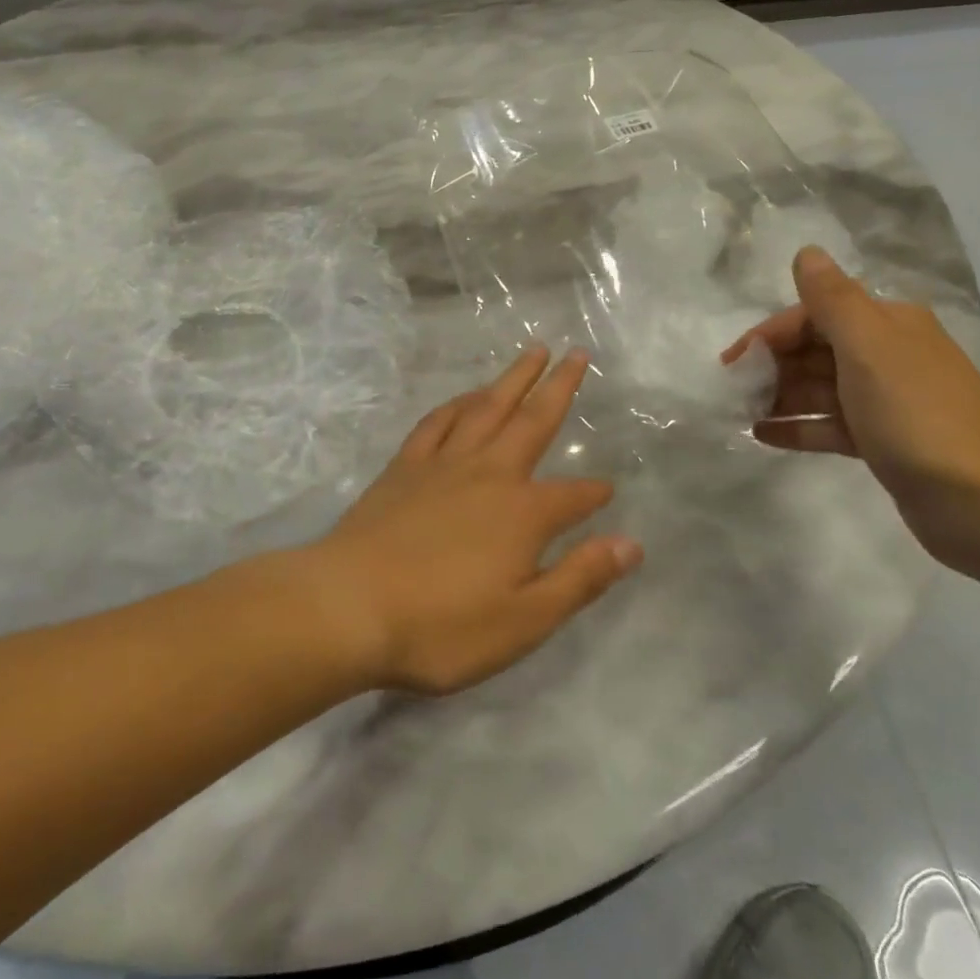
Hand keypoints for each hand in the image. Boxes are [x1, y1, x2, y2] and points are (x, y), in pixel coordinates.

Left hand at [306, 346, 640, 695]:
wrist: (348, 607)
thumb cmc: (441, 626)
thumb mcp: (524, 621)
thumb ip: (580, 578)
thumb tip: (631, 544)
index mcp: (523, 513)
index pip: (573, 496)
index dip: (594, 494)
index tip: (608, 489)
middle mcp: (489, 474)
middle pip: (533, 421)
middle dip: (559, 387)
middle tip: (577, 353)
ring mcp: (443, 465)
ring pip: (486, 408)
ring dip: (512, 378)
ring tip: (532, 352)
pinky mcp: (404, 467)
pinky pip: (437, 423)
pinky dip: (456, 403)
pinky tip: (466, 397)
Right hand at [720, 247, 979, 569]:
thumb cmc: (916, 415)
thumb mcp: (868, 348)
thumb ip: (832, 300)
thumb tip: (807, 252)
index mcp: (888, 325)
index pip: (815, 315)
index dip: (770, 334)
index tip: (733, 362)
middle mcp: (888, 355)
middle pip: (815, 350)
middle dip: (771, 366)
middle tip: (732, 392)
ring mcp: (887, 401)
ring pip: (819, 389)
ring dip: (778, 396)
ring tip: (738, 414)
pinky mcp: (883, 442)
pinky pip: (829, 425)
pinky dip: (797, 427)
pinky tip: (761, 435)